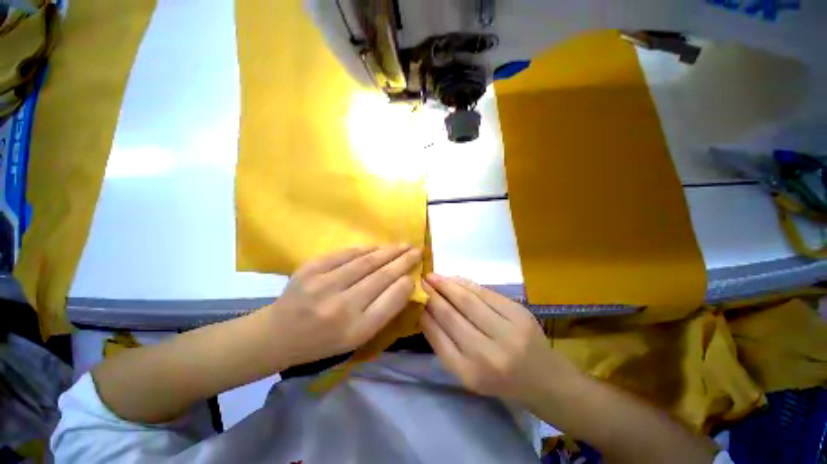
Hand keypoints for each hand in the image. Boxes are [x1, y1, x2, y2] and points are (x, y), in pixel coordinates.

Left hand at [264, 245, 421, 367]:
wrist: (278, 334)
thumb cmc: (323, 341)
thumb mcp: (357, 337)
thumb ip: (383, 311)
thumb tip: (404, 283)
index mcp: (355, 331)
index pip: (391, 301)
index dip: (406, 283)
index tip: (417, 272)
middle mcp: (341, 308)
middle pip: (381, 276)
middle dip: (404, 261)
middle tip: (418, 250)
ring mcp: (323, 285)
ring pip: (366, 261)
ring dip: (389, 251)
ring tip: (404, 245)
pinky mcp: (310, 268)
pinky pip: (346, 253)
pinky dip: (366, 248)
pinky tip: (378, 246)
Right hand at [421, 274, 581, 403]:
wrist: (545, 379)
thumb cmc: (500, 380)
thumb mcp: (467, 372)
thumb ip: (444, 344)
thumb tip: (425, 312)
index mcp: (469, 373)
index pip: (438, 336)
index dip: (424, 312)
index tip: (414, 297)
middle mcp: (487, 354)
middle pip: (451, 315)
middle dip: (432, 294)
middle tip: (421, 280)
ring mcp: (507, 332)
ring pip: (467, 300)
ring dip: (447, 285)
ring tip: (433, 276)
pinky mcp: (519, 313)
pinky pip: (485, 293)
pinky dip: (466, 284)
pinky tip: (454, 279)